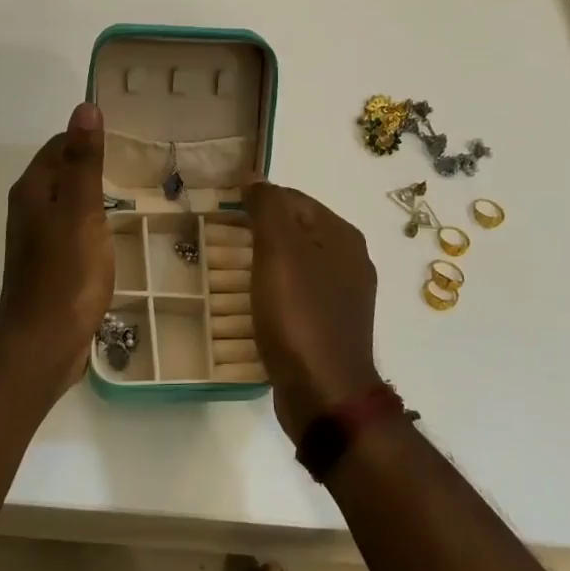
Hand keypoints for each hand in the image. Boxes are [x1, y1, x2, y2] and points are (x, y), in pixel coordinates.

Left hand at [0, 102, 114, 394]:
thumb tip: (85, 107)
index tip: (125, 139)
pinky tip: (112, 233)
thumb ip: (84, 161)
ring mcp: (37, 239)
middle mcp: (29, 209)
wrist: (44, 342)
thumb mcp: (81, 211)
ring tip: (131, 194)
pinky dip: (91, 222)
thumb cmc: (66, 274)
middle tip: (136, 164)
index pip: (58, 145)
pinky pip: (71, 229)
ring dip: (92, 194)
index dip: (87, 138)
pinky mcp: (49, 264)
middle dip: (92, 165)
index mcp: (33, 190)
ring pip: (67, 202)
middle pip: (61, 172)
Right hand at [244, 180, 381, 440]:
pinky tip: (252, 302)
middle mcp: (349, 260)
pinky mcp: (331, 325)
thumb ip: (267, 207)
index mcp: (342, 235)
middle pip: (295, 230)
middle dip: (258, 232)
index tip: (222, 213)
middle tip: (220, 241)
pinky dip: (273, 291)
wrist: (325, 394)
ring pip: (295, 263)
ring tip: (229, 271)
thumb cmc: (300, 315)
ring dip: (263, 262)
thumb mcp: (279, 251)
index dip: (257, 200)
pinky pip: (297, 294)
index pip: (293, 199)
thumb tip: (254, 176)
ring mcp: (343, 296)